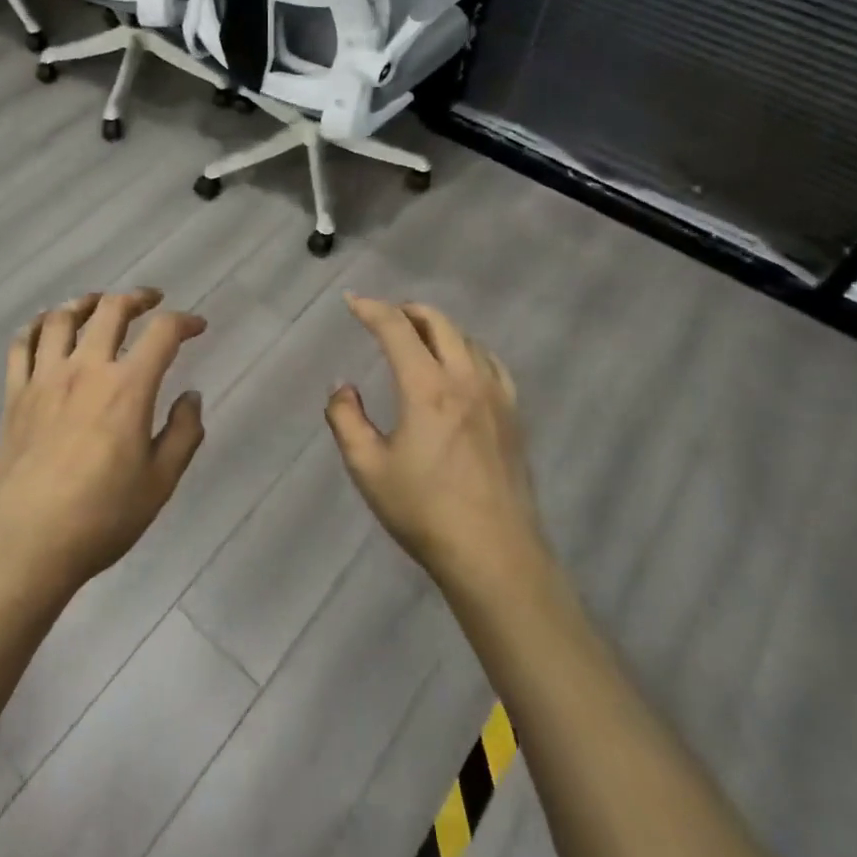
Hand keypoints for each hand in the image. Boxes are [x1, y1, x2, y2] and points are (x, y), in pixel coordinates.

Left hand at [0, 289, 207, 605]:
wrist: (25, 546)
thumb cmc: (100, 518)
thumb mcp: (160, 483)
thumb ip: (183, 434)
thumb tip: (190, 396)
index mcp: (127, 388)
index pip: (162, 334)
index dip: (184, 322)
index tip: (197, 326)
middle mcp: (85, 370)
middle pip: (110, 310)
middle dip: (136, 298)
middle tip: (151, 301)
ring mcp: (43, 379)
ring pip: (61, 318)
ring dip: (85, 302)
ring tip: (99, 304)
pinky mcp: (14, 396)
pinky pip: (20, 345)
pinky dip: (35, 326)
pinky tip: (45, 327)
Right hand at [325, 294, 546, 594]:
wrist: (495, 555)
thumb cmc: (424, 511)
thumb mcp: (368, 468)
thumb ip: (345, 418)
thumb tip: (343, 386)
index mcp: (427, 388)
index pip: (396, 328)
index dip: (370, 308)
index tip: (351, 301)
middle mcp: (465, 379)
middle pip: (438, 322)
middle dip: (406, 310)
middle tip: (383, 317)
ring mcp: (496, 395)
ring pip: (466, 339)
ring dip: (437, 328)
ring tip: (417, 338)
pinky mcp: (513, 415)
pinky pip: (491, 362)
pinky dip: (467, 349)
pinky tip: (460, 366)